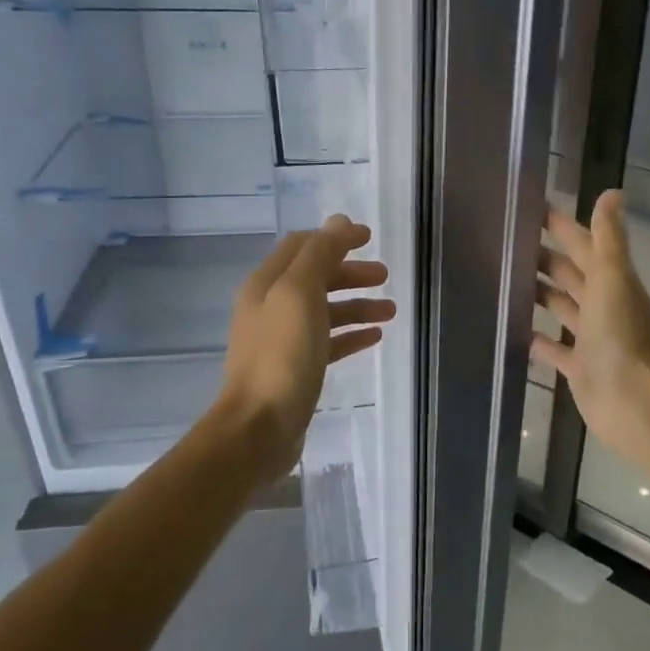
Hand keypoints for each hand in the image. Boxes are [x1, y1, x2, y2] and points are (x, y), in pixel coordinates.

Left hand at [215, 216, 393, 482]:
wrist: (258, 428)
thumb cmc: (281, 356)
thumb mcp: (300, 294)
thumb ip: (319, 254)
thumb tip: (339, 222)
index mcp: (266, 284)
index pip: (302, 246)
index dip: (335, 238)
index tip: (370, 238)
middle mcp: (271, 307)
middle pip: (315, 278)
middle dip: (350, 273)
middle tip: (385, 276)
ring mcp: (282, 341)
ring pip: (325, 311)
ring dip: (357, 305)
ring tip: (390, 311)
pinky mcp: (296, 369)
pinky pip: (328, 343)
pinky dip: (351, 335)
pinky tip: (375, 338)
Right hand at [532, 189, 649, 454]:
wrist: (633, 404)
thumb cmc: (621, 338)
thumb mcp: (613, 280)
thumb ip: (608, 239)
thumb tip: (613, 192)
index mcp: (613, 282)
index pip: (584, 245)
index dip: (562, 226)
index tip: (532, 208)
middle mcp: (604, 306)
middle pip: (572, 274)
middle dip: (546, 257)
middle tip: (509, 242)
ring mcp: (592, 338)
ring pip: (563, 307)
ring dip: (541, 293)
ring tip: (507, 279)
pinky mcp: (579, 368)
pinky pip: (555, 349)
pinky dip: (539, 339)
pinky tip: (517, 331)